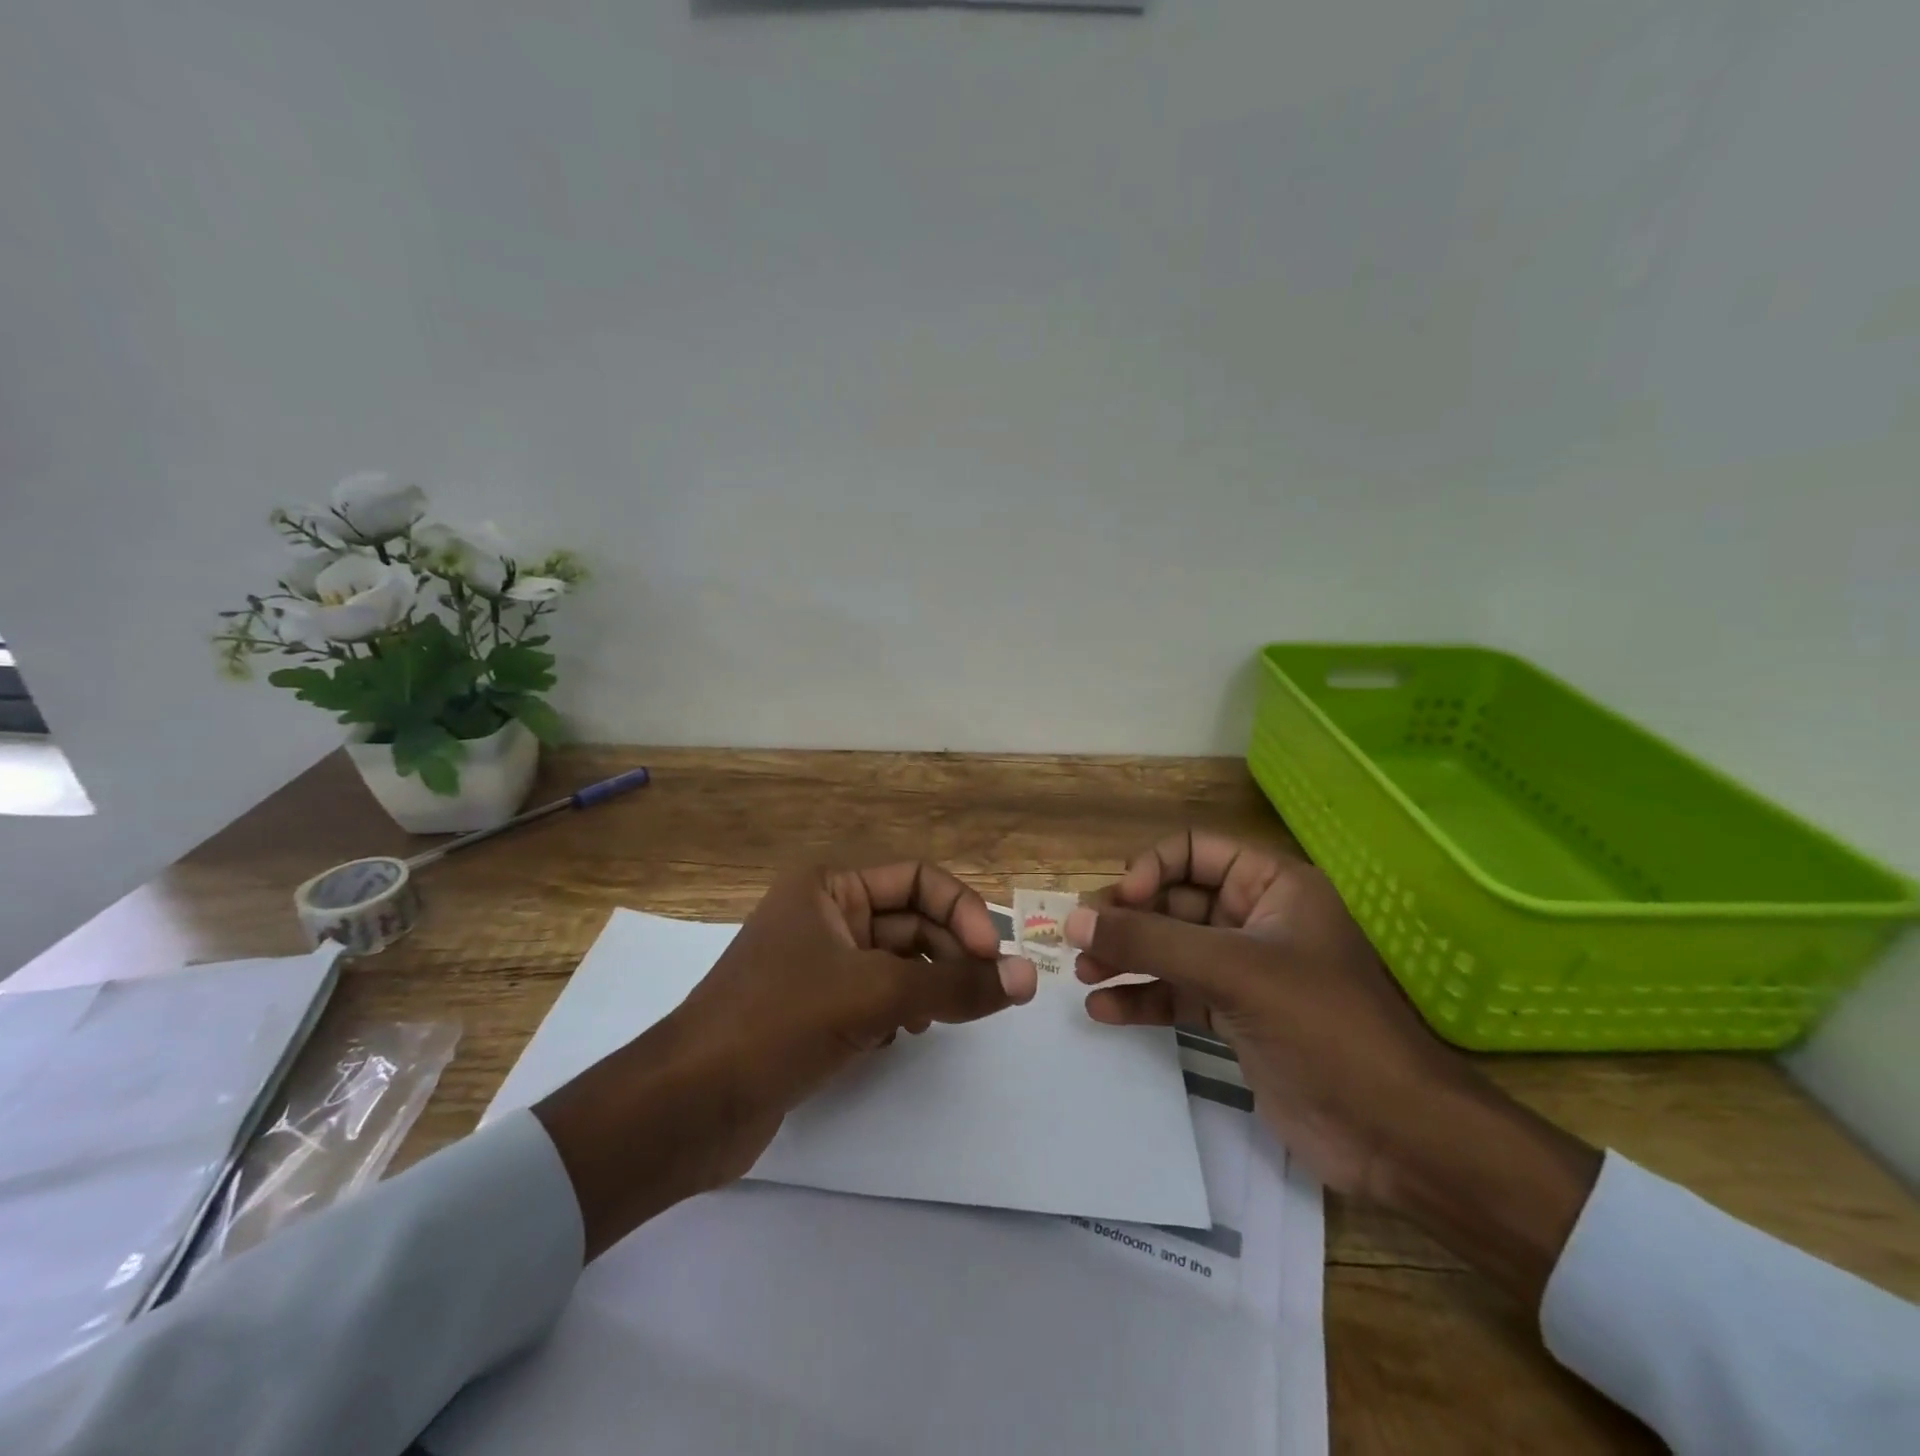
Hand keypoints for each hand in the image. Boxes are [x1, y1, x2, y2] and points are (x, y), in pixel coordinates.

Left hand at [536, 861, 1037, 1258]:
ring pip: (897, 962)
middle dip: (950, 954)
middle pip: (910, 921)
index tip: (992, 958)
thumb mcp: (875, 994)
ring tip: (939, 1018)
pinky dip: (899, 1011)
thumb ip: (955, 986)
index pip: (918, 879)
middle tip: (984, 997)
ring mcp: (817, 964)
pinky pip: (876, 996)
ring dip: (928, 984)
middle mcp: (824, 914)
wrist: (688, 1105)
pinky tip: (900, 1038)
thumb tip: (1027, 978)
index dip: (962, 911)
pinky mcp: (813, 1010)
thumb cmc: (779, 1022)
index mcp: (829, 885)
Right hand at [1068, 831, 1600, 1307]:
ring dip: (1128, 958)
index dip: (1151, 869)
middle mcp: (1255, 920)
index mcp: (1272, 887)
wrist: (1394, 1134)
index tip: (1119, 902)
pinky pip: (1177, 994)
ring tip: (1083, 973)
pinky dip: (1143, 999)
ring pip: (1171, 950)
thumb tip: (1073, 919)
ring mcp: (1245, 971)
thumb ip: (1150, 942)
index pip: (1194, 851)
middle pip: (1174, 901)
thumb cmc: (1323, 1026)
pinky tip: (1105, 1010)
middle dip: (1128, 919)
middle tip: (1081, 940)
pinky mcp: (1235, 1017)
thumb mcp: (1233, 971)